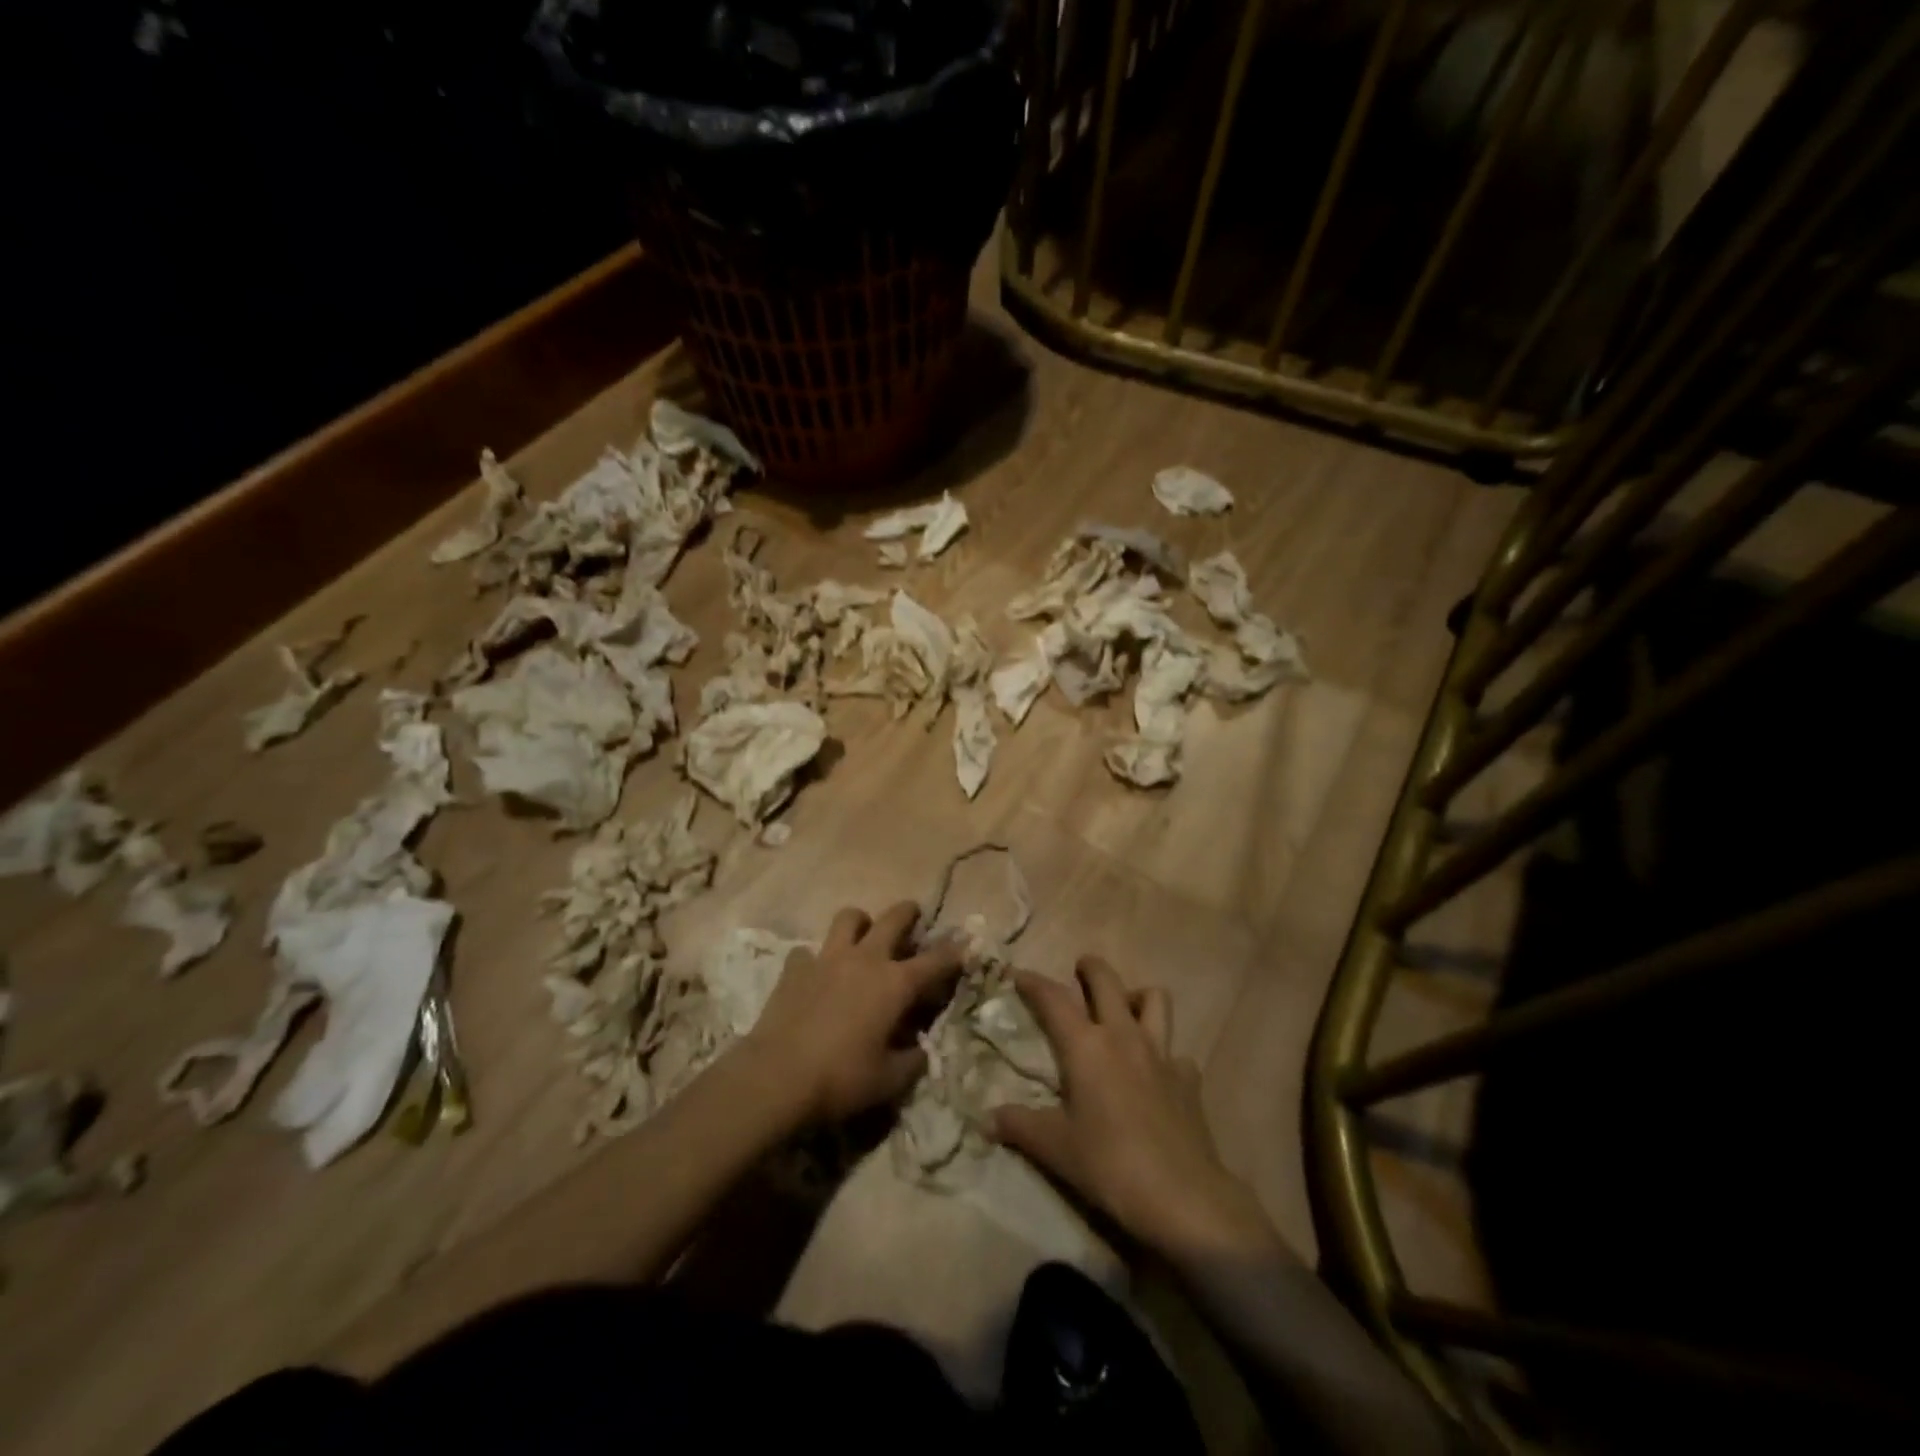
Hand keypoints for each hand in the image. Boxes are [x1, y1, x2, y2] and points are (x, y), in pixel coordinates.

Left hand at [744, 901, 961, 1124]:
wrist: (776, 1078)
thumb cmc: (841, 1080)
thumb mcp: (889, 1081)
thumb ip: (912, 1061)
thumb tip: (921, 1049)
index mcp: (895, 984)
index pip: (935, 960)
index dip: (954, 952)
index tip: (965, 945)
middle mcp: (865, 959)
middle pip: (893, 918)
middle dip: (908, 913)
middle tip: (913, 917)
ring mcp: (827, 958)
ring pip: (848, 918)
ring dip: (860, 923)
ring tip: (862, 937)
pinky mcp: (795, 967)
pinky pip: (808, 951)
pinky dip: (815, 959)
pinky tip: (815, 976)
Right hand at [992, 957, 1280, 1263]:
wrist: (1183, 1197)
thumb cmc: (1110, 1165)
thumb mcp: (1055, 1148)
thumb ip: (1019, 1126)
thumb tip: (986, 1119)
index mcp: (1086, 1046)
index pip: (1053, 998)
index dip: (1033, 982)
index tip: (1017, 974)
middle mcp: (1124, 1036)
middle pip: (1107, 980)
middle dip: (1090, 968)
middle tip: (1078, 973)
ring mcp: (1162, 1053)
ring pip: (1155, 999)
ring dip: (1136, 996)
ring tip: (1123, 1010)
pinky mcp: (1188, 1078)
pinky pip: (1176, 1050)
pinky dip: (1164, 1053)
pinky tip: (1155, 1073)